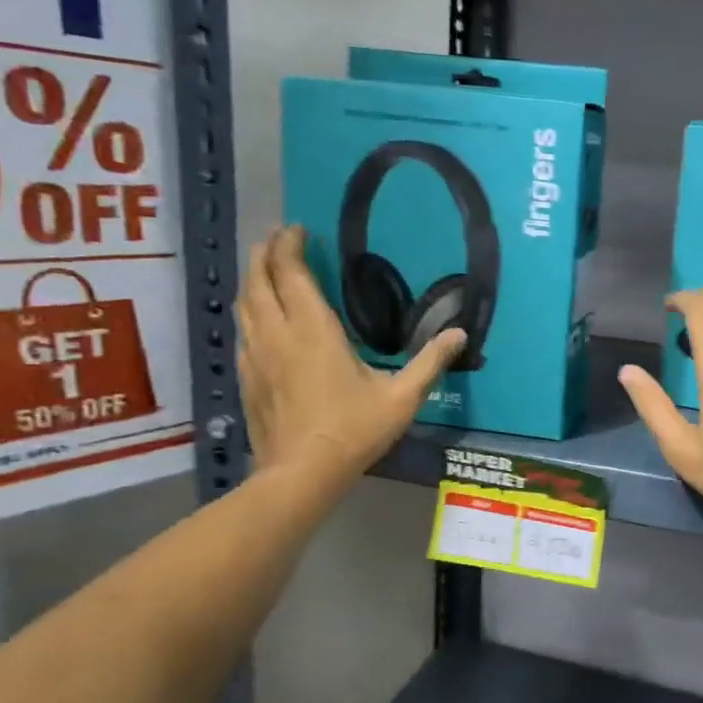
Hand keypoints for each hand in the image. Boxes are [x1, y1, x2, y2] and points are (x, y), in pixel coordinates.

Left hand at [237, 226, 463, 485]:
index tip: (297, 228)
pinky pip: (242, 331)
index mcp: (313, 330)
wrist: (301, 473)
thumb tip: (460, 334)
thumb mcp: (402, 398)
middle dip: (265, 253)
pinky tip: (260, 321)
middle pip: (258, 280)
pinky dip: (249, 311)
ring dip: (252, 279)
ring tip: (265, 269)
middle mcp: (278, 334)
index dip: (290, 245)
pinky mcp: (247, 377)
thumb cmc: (354, 431)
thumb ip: (430, 362)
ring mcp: (256, 356)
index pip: (291, 273)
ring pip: (244, 304)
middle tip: (278, 238)